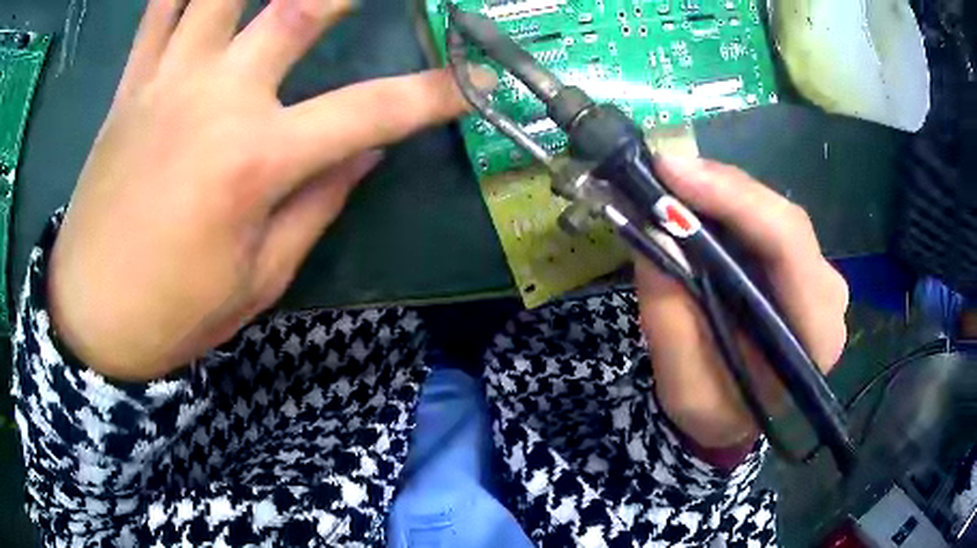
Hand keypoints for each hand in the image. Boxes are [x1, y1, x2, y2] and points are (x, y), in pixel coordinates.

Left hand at [48, 0, 492, 380]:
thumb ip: (318, 204)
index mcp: (255, 163)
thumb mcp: (258, 279)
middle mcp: (215, 101)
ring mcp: (166, 83)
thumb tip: (368, 150)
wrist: (91, 318)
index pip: (371, 113)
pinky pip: (158, 12)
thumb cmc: (174, 313)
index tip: (476, 83)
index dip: (433, 95)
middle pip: (300, 10)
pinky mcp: (130, 87)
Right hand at [636, 157, 848, 450]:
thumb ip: (670, 317)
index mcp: (816, 337)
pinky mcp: (803, 267)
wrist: (738, 417)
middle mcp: (830, 298)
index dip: (734, 201)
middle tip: (663, 172)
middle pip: (785, 221)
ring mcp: (820, 278)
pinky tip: (699, 203)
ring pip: (777, 214)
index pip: (789, 248)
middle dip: (724, 190)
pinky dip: (730, 207)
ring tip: (673, 185)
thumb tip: (652, 231)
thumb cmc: (716, 413)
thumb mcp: (684, 388)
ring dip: (724, 195)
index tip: (672, 175)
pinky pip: (769, 222)